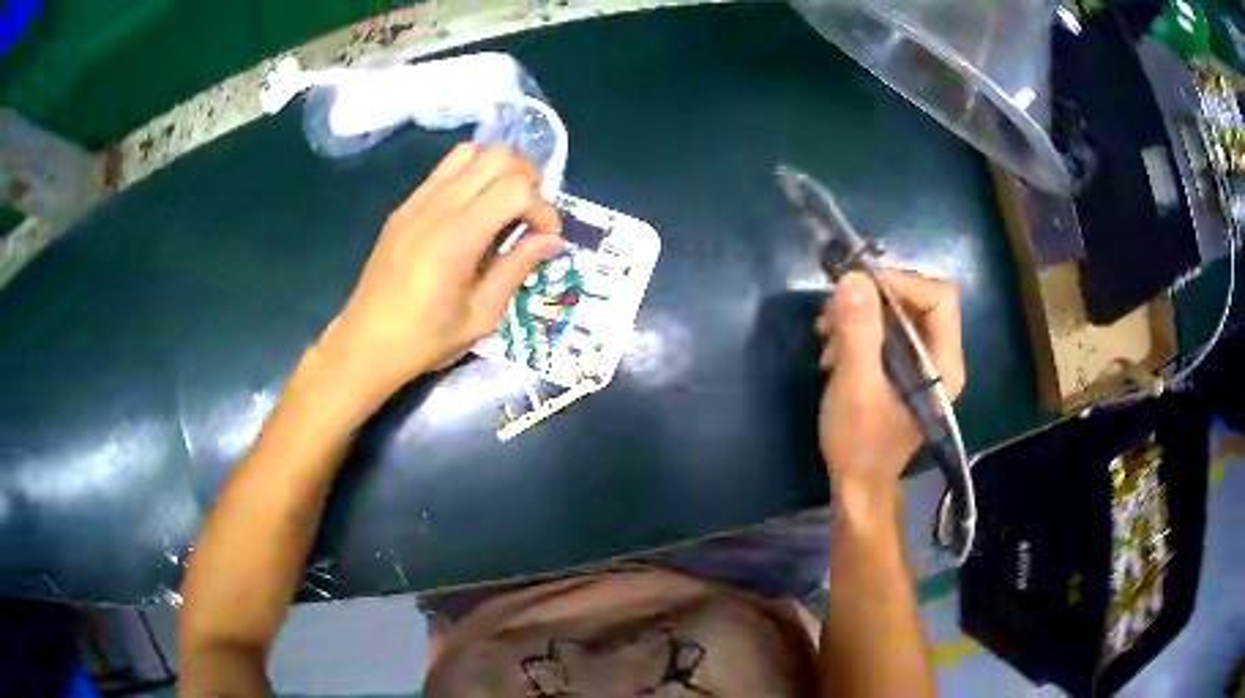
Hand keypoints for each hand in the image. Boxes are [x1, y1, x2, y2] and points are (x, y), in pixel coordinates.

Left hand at [316, 144, 562, 410]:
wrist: (365, 344)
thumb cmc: (424, 340)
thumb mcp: (481, 317)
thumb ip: (516, 269)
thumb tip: (553, 241)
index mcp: (456, 238)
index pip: (516, 188)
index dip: (543, 208)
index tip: (546, 238)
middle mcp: (436, 207)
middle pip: (498, 156)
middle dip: (528, 179)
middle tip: (531, 215)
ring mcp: (416, 202)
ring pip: (471, 152)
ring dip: (499, 170)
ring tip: (506, 204)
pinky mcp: (405, 206)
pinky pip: (445, 168)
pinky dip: (472, 175)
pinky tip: (475, 209)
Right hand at [815, 270, 964, 509]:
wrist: (857, 485)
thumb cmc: (860, 443)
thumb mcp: (855, 387)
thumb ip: (858, 333)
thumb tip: (852, 278)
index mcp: (944, 364)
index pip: (939, 298)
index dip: (902, 282)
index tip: (858, 287)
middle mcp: (941, 357)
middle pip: (918, 299)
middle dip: (874, 298)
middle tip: (833, 311)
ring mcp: (923, 361)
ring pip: (898, 311)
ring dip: (860, 314)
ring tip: (827, 335)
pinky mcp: (904, 367)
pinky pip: (887, 328)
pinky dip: (858, 329)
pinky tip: (834, 349)